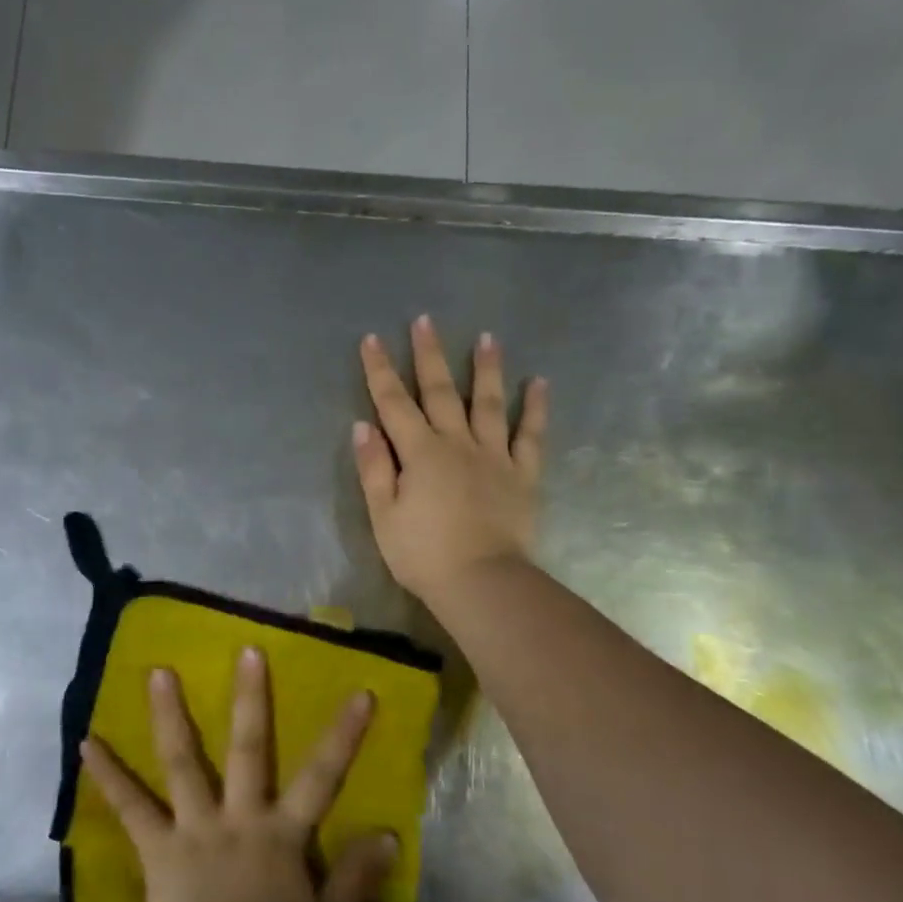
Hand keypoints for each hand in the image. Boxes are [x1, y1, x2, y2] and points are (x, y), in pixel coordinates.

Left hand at [80, 648, 397, 901]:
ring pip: (183, 762)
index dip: (342, 735)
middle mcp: (237, 817)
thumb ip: (355, 878)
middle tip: (246, 650)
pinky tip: (86, 742)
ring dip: (170, 715)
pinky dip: (108, 774)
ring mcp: (193, 827)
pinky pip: (130, 806)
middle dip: (250, 698)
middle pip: (248, 749)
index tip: (359, 692)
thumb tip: (389, 835)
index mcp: (280, 835)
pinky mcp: (156, 846)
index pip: (321, 777)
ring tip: (157, 671)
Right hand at [353, 316, 546, 608]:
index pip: (393, 403)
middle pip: (440, 392)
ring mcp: (494, 456)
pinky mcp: (523, 474)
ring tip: (487, 337)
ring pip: (488, 403)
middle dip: (429, 355)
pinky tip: (539, 383)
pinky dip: (535, 408)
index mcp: (420, 453)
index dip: (380, 371)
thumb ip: (374, 468)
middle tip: (425, 321)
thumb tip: (363, 426)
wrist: (482, 581)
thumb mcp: (383, 515)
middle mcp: (457, 443)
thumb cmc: (423, 554)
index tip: (372, 339)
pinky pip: (531, 435)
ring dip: (486, 369)